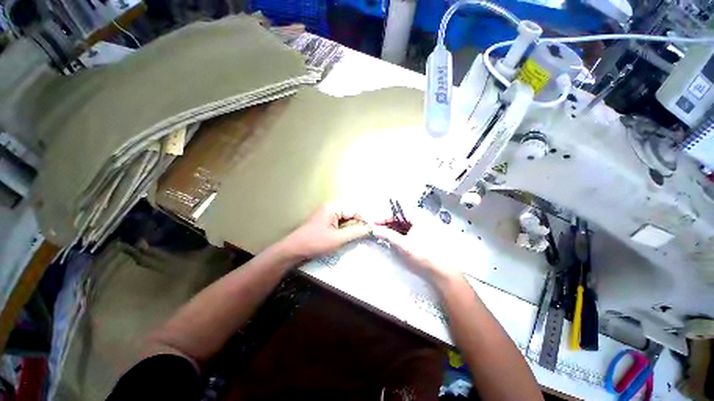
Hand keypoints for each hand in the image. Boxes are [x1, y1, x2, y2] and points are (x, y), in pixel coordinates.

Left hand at [277, 202, 371, 260]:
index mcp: (333, 207)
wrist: (293, 249)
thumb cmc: (315, 242)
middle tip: (367, 233)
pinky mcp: (326, 220)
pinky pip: (340, 221)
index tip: (372, 229)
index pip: (355, 210)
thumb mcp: (337, 239)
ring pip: (346, 217)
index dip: (365, 219)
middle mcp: (331, 207)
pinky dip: (346, 228)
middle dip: (359, 222)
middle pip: (351, 212)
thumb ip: (354, 232)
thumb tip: (369, 229)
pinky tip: (349, 235)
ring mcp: (327, 213)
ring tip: (360, 235)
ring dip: (353, 226)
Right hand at [372, 209, 463, 285]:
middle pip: (402, 217)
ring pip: (406, 224)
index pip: (397, 212)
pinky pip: (411, 229)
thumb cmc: (422, 255)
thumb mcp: (402, 245)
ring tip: (385, 234)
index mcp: (419, 216)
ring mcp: (427, 226)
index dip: (384, 218)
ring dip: (395, 228)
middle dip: (389, 223)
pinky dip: (402, 232)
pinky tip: (396, 238)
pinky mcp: (428, 234)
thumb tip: (374, 229)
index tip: (374, 223)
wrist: (443, 271)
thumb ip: (387, 235)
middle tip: (378, 229)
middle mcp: (424, 217)